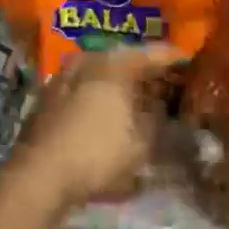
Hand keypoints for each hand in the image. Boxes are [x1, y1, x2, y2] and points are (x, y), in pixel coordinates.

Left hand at [10, 44, 185, 209]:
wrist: (40, 174)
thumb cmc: (98, 154)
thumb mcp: (141, 144)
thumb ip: (156, 123)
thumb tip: (161, 111)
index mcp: (114, 65)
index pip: (151, 54)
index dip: (172, 57)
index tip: (188, 58)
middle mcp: (87, 62)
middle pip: (122, 59)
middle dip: (143, 69)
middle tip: (163, 78)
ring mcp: (62, 77)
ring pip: (99, 72)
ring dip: (117, 81)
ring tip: (135, 94)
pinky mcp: (46, 98)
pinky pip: (81, 87)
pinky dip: (97, 94)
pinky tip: (105, 109)